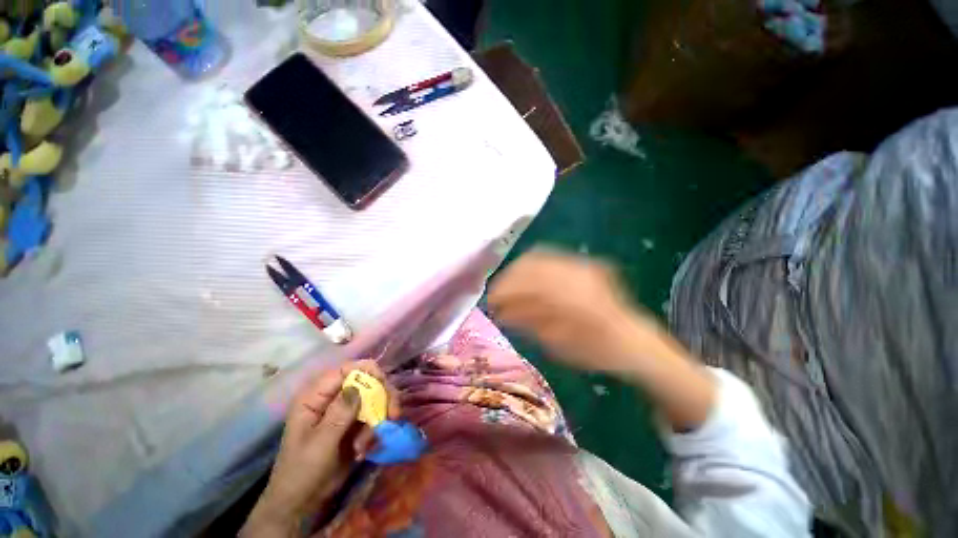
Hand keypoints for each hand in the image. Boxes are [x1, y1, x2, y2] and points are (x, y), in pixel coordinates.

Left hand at [242, 360, 399, 536]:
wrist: (302, 502)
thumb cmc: (301, 471)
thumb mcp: (319, 444)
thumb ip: (339, 415)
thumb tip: (358, 388)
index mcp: (316, 396)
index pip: (345, 369)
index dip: (367, 370)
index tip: (384, 383)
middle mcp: (334, 397)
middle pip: (367, 381)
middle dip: (382, 396)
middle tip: (393, 414)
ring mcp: (347, 410)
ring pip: (376, 398)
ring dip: (379, 418)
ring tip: (370, 443)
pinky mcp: (356, 424)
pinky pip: (375, 417)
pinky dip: (376, 431)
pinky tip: (365, 450)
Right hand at [489, 249, 715, 429]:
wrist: (632, 338)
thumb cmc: (596, 351)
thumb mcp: (560, 345)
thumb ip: (530, 323)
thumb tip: (501, 312)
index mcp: (574, 300)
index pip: (529, 286)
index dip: (505, 291)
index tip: (490, 301)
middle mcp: (578, 276)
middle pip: (531, 266)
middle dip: (508, 279)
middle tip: (496, 294)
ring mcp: (582, 265)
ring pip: (538, 257)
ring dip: (517, 271)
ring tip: (506, 286)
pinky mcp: (583, 263)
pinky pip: (549, 256)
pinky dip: (530, 265)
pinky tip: (523, 277)